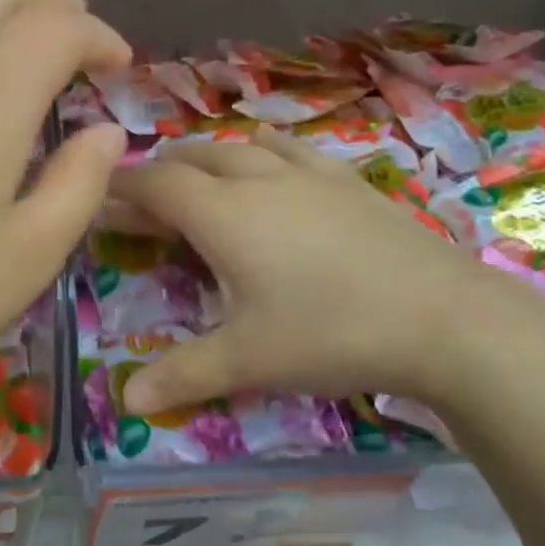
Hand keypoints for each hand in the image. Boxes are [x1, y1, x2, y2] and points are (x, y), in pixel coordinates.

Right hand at [107, 129, 544, 413]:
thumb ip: (182, 374)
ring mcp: (309, 174)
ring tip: (203, 181)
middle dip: (163, 171)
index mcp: (223, 213)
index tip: (100, 197)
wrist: (444, 318)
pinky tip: (276, 170)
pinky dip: (266, 153)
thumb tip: (127, 400)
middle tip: (148, 203)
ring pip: (244, 145)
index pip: (156, 183)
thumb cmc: (330, 333)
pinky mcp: (350, 181)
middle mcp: (259, 179)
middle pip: (196, 155)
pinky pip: (293, 150)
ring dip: (211, 158)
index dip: (122, 188)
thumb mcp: (247, 360)